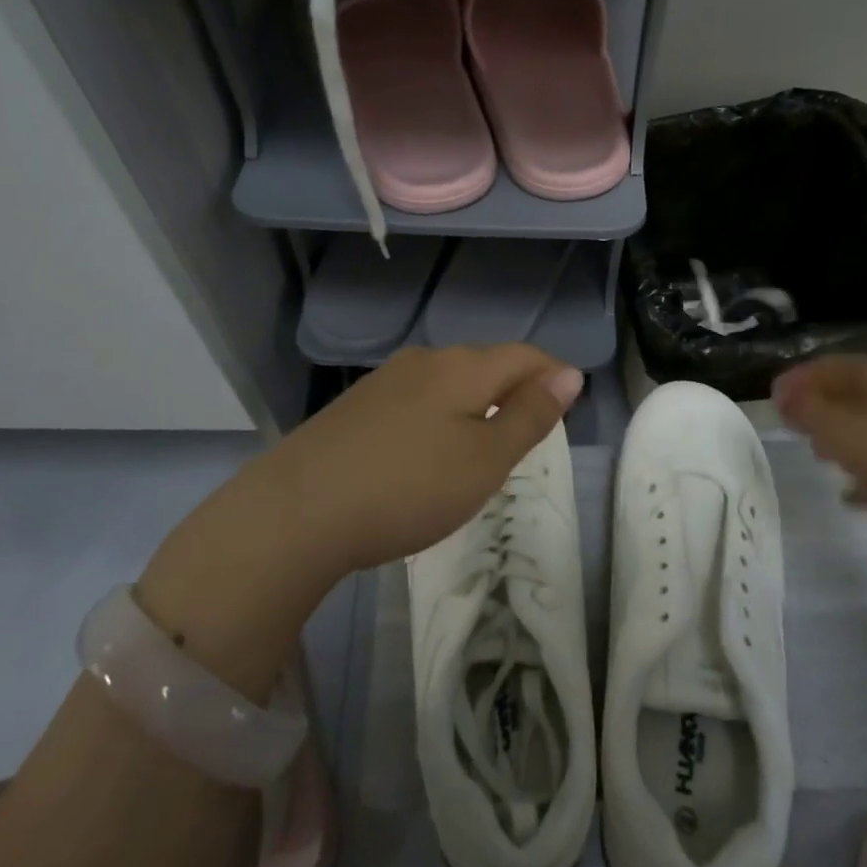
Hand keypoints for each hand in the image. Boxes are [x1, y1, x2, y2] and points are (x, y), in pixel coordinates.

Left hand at [251, 344, 582, 575]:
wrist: (297, 510)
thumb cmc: (408, 487)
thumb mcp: (485, 460)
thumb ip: (530, 416)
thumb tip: (569, 374)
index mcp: (463, 368)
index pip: (524, 356)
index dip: (553, 374)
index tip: (570, 402)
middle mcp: (425, 361)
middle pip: (486, 364)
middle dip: (515, 389)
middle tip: (530, 432)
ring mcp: (385, 381)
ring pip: (450, 381)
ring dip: (477, 403)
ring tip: (482, 445)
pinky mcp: (357, 405)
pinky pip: (417, 399)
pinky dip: (441, 415)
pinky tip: (428, 450)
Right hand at [771, 355, 866, 521]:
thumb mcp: (843, 430)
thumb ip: (808, 412)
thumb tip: (782, 396)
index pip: (827, 365)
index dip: (797, 379)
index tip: (771, 401)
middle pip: (851, 394)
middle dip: (819, 408)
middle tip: (792, 429)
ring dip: (844, 441)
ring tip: (819, 459)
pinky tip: (853, 498)